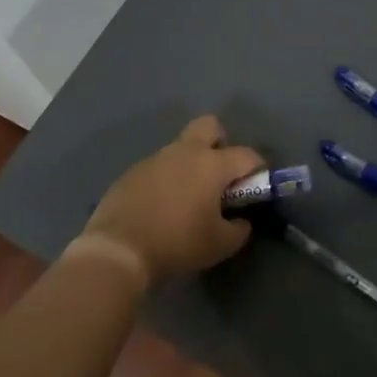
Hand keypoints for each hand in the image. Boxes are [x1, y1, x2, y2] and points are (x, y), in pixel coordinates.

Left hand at [82, 115, 261, 287]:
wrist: (118, 250)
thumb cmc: (177, 243)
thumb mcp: (219, 245)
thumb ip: (238, 230)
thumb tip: (241, 221)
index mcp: (211, 164)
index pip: (246, 155)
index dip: (257, 169)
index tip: (256, 187)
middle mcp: (185, 151)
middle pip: (210, 126)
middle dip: (220, 143)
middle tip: (220, 175)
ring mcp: (155, 158)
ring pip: (181, 148)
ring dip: (190, 165)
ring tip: (187, 199)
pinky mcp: (132, 171)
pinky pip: (158, 167)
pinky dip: (166, 180)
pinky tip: (160, 207)